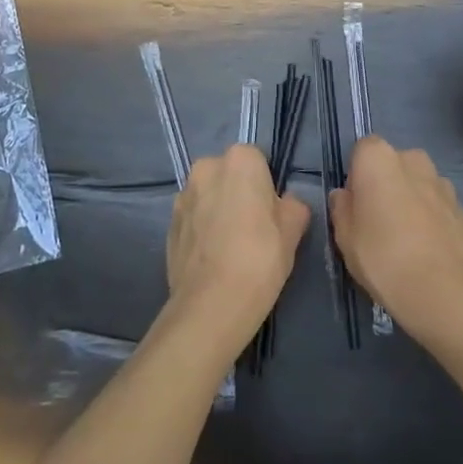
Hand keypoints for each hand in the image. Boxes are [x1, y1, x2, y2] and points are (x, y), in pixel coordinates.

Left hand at [165, 144, 310, 340]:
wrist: (212, 303)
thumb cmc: (260, 258)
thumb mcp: (294, 229)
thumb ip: (293, 205)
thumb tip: (285, 204)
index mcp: (239, 159)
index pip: (258, 160)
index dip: (267, 186)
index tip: (272, 212)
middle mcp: (205, 168)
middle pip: (229, 174)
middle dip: (239, 193)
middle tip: (254, 229)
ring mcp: (182, 196)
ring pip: (208, 196)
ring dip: (218, 210)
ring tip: (230, 247)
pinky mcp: (168, 224)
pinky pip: (193, 218)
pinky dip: (202, 230)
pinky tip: (213, 258)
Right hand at [329, 137, 462, 343]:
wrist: (439, 291)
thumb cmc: (381, 256)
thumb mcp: (344, 236)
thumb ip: (342, 207)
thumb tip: (345, 195)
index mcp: (379, 159)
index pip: (363, 149)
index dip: (357, 174)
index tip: (356, 203)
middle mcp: (413, 160)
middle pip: (394, 163)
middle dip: (386, 183)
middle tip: (378, 220)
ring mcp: (443, 183)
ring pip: (419, 183)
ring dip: (411, 198)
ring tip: (405, 237)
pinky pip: (438, 204)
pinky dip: (432, 216)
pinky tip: (426, 247)